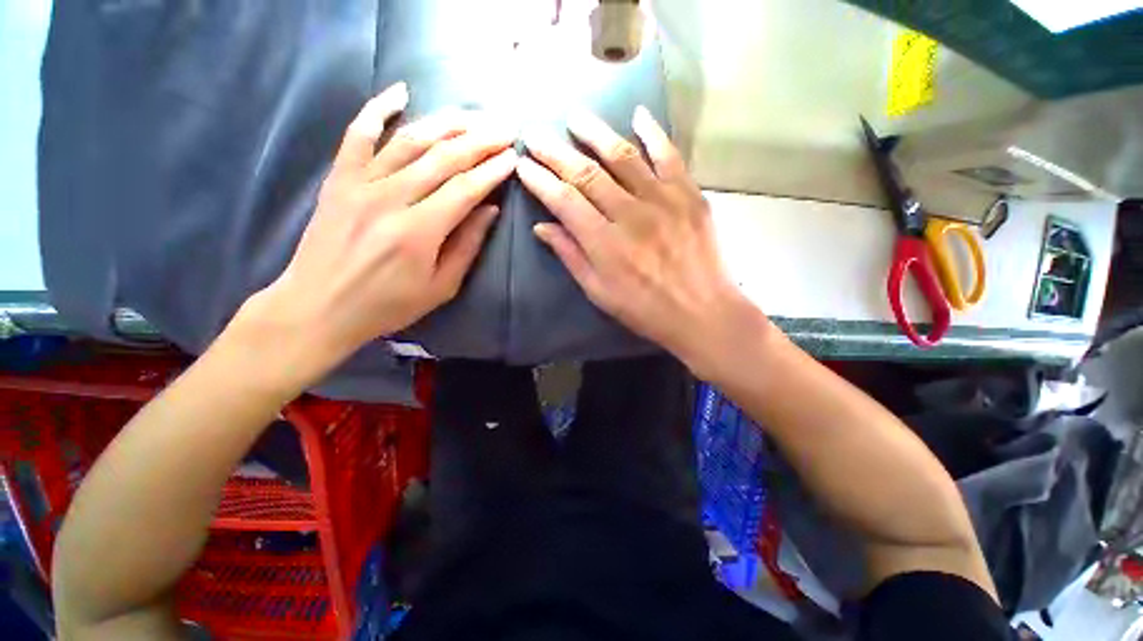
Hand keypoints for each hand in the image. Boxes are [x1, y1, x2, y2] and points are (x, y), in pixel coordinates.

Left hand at [236, 83, 516, 385]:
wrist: (318, 306)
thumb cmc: (387, 305)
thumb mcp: (440, 287)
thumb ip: (467, 246)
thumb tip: (490, 210)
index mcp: (419, 232)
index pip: (465, 188)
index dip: (492, 170)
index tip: (513, 157)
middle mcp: (390, 198)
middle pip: (443, 157)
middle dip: (479, 140)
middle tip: (504, 130)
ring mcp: (360, 183)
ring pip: (409, 140)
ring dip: (446, 123)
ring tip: (473, 115)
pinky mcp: (339, 177)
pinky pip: (358, 133)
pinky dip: (378, 108)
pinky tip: (401, 91)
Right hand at [517, 108, 764, 374]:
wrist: (701, 311)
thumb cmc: (645, 309)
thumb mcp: (599, 292)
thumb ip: (571, 256)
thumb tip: (542, 227)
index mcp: (605, 244)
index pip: (564, 201)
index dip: (540, 180)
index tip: (523, 165)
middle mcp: (630, 215)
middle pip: (587, 174)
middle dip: (556, 151)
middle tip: (536, 134)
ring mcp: (662, 200)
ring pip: (623, 157)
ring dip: (595, 133)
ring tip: (575, 117)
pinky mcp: (688, 195)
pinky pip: (669, 156)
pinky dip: (653, 133)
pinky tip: (638, 114)